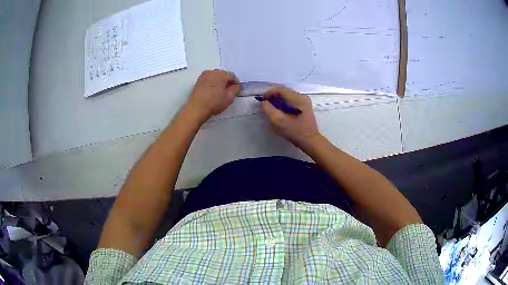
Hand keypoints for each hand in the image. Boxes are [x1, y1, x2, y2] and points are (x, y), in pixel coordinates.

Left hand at [186, 69, 240, 121]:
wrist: (196, 108)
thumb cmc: (214, 102)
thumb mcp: (229, 97)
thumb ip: (236, 89)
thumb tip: (235, 86)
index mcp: (221, 74)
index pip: (233, 77)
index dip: (236, 84)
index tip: (236, 91)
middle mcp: (212, 71)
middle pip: (224, 75)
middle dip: (227, 82)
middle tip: (228, 92)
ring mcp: (204, 75)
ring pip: (216, 77)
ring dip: (219, 82)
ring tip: (219, 92)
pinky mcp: (199, 80)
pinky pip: (209, 79)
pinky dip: (212, 83)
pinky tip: (212, 92)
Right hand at [261, 86, 320, 150]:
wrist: (310, 142)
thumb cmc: (295, 132)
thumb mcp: (278, 121)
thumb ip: (268, 109)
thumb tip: (263, 102)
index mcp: (298, 98)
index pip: (280, 89)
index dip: (269, 93)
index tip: (262, 101)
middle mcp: (302, 97)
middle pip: (284, 91)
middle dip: (273, 97)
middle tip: (265, 105)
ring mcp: (304, 102)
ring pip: (287, 96)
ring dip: (278, 100)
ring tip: (271, 109)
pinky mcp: (304, 107)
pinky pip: (291, 101)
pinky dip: (283, 104)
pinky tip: (279, 112)